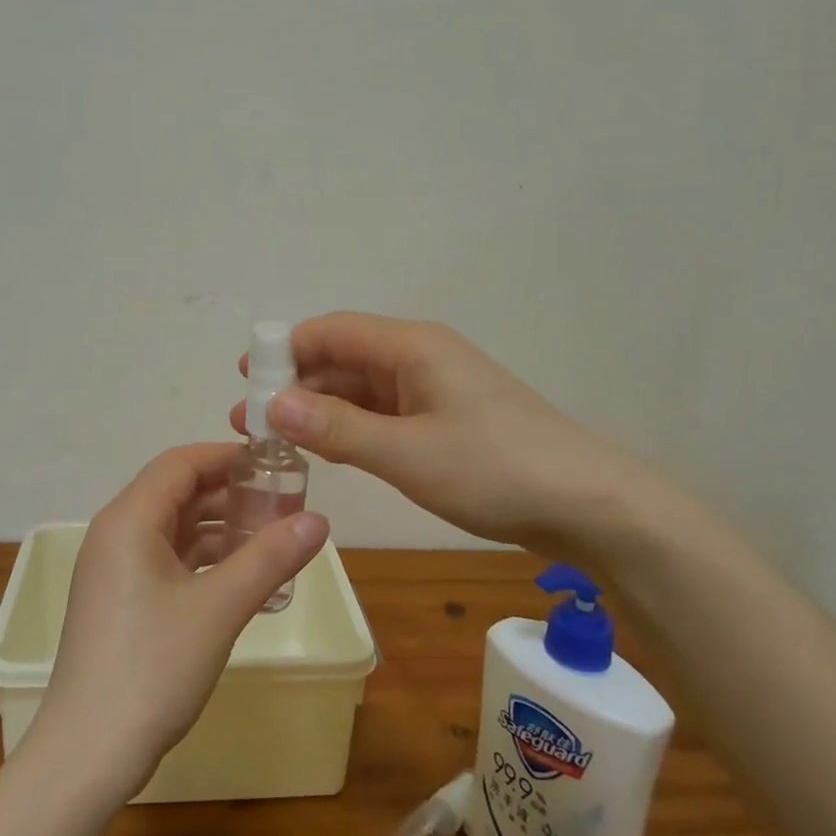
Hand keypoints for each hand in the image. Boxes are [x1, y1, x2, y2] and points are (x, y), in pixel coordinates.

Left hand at [35, 443, 330, 798]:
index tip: (276, 464)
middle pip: (177, 492)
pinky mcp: (121, 601)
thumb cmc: (152, 668)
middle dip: (230, 492)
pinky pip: (168, 560)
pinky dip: (205, 560)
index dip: (228, 456)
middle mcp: (116, 534)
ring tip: (273, 537)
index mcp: (129, 520)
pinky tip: (244, 578)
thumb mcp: (219, 608)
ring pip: (174, 529)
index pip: (181, 463)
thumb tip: (319, 519)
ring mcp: (115, 570)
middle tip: (284, 501)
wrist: (88, 754)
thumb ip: (270, 557)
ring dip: (220, 528)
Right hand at [230, 312, 675, 551]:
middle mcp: (420, 358)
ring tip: (277, 440)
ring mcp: (436, 390)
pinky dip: (352, 427)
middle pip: (344, 358)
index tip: (246, 379)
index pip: (332, 331)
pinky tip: (327, 449)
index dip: (285, 349)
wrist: (589, 504)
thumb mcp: (406, 452)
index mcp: (412, 347)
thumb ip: (338, 428)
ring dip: (320, 410)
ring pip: (362, 389)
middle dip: (296, 386)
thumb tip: (273, 404)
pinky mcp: (446, 421)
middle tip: (251, 423)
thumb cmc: (494, 469)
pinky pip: (385, 413)